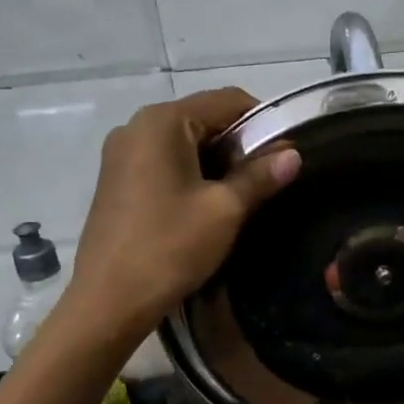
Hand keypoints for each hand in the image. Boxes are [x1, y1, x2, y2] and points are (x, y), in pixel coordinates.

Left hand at [61, 89, 299, 342]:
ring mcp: (122, 152)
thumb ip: (260, 176)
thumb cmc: (170, 247)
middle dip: (241, 144)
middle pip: (205, 118)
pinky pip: (166, 160)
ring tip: (242, 195)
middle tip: (268, 179)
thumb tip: (294, 154)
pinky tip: (207, 204)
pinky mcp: (117, 178)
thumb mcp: (225, 210)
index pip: (228, 101)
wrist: (109, 302)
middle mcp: (137, 126)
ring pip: (186, 141)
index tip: (286, 154)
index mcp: (163, 122)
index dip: (265, 122)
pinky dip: (193, 172)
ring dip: (219, 161)